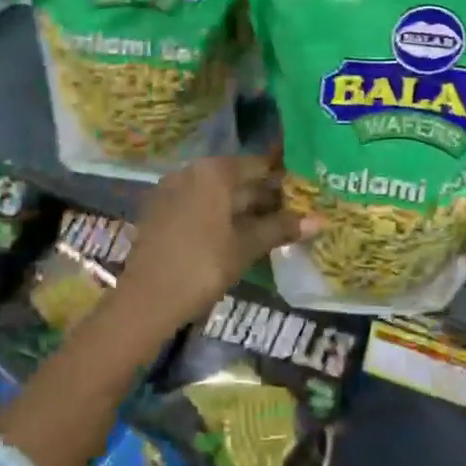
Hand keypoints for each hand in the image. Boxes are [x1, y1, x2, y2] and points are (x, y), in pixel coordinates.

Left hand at [117, 155, 319, 329]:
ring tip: (270, 226)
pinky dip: (218, 215)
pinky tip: (235, 234)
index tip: (304, 191)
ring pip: (216, 193)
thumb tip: (320, 220)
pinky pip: (198, 204)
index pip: (257, 165)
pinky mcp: (160, 210)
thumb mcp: (245, 247)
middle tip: (293, 212)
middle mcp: (191, 171)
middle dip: (263, 195)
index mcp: (213, 171)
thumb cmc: (202, 266)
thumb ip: (280, 228)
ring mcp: (171, 189)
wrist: (146, 300)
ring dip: (242, 207)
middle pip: (235, 178)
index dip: (282, 178)